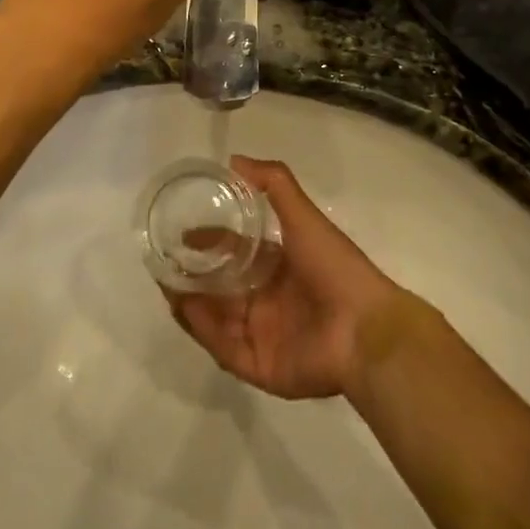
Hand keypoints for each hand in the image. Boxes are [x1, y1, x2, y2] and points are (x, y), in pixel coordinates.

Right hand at [167, 157, 402, 399]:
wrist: (364, 327)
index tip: (182, 236)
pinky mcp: (261, 367)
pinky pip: (224, 349)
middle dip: (191, 277)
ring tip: (167, 286)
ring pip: (215, 320)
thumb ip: (274, 184)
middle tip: (164, 265)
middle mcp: (267, 300)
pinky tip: (186, 310)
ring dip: (190, 304)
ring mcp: (263, 335)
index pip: (234, 253)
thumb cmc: (334, 267)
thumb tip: (234, 161)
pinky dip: (204, 331)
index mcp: (278, 267)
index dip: (208, 244)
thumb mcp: (303, 215)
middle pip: (219, 289)